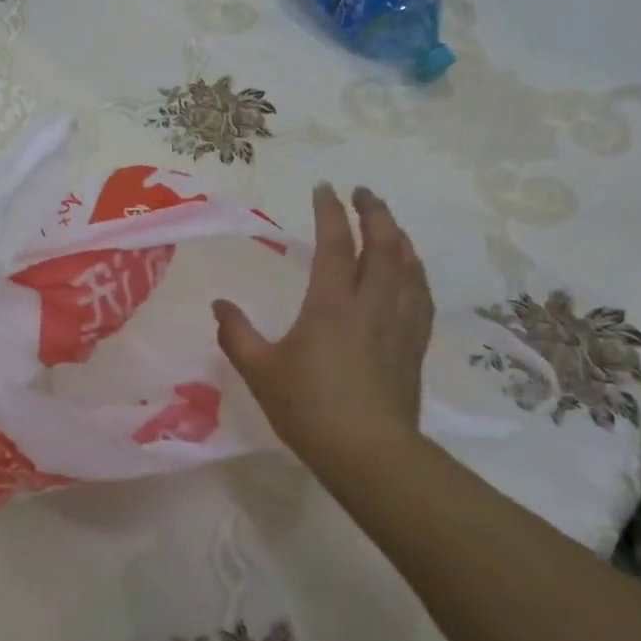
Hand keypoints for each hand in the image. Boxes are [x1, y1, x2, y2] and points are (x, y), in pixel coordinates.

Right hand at [213, 184, 432, 478]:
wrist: (369, 454)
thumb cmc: (309, 408)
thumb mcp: (260, 371)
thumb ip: (236, 334)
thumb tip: (220, 305)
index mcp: (332, 305)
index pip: (335, 245)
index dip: (330, 213)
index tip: (325, 187)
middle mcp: (371, 305)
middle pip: (382, 247)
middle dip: (375, 214)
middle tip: (365, 192)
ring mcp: (399, 325)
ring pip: (408, 268)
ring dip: (399, 238)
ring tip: (389, 224)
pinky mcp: (413, 346)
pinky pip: (421, 296)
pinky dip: (416, 273)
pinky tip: (412, 273)